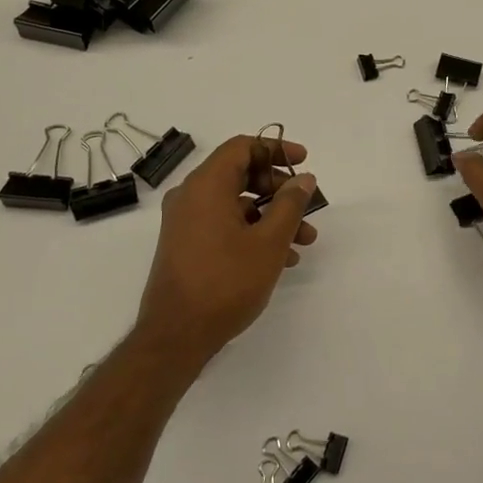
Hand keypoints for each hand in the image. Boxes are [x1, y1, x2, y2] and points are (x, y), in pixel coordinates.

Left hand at [134, 134, 318, 368]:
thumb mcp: (269, 242)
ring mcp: (185, 222)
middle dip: (279, 188)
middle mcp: (191, 196)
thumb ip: (290, 204)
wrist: (176, 336)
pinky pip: (224, 224)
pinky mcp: (186, 245)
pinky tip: (281, 258)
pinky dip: (252, 231)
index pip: (242, 147)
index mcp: (206, 185)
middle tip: (306, 204)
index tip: (303, 162)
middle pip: (240, 174)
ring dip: (271, 215)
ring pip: (235, 203)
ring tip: (304, 239)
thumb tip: (302, 179)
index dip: (276, 149)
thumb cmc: (226, 282)